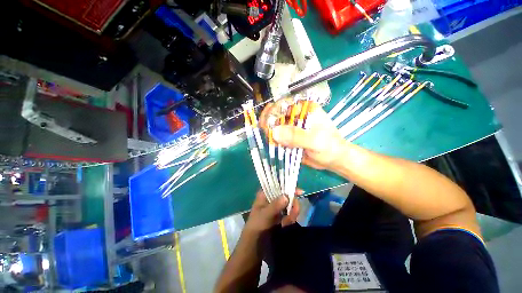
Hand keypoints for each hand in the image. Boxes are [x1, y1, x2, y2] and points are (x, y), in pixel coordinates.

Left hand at [244, 190, 300, 233]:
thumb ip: (275, 206)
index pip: (278, 185)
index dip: (288, 186)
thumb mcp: (265, 215)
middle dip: (292, 204)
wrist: (255, 244)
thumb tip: (286, 196)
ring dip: (291, 213)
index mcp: (265, 194)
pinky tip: (285, 225)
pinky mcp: (281, 215)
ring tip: (286, 222)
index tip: (299, 192)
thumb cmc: (256, 225)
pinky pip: (289, 213)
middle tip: (294, 211)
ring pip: (290, 205)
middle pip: (287, 195)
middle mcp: (272, 198)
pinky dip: (290, 219)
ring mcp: (277, 207)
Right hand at [259, 98, 346, 169]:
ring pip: (274, 126)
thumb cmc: (329, 147)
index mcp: (305, 109)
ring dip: (269, 133)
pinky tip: (273, 144)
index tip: (267, 123)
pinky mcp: (289, 137)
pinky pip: (277, 137)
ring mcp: (291, 127)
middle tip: (265, 132)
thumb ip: (297, 136)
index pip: (284, 104)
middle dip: (268, 123)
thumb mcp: (315, 141)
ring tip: (270, 140)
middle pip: (276, 115)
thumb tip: (274, 132)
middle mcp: (296, 115)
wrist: (333, 159)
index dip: (273, 112)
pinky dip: (273, 140)